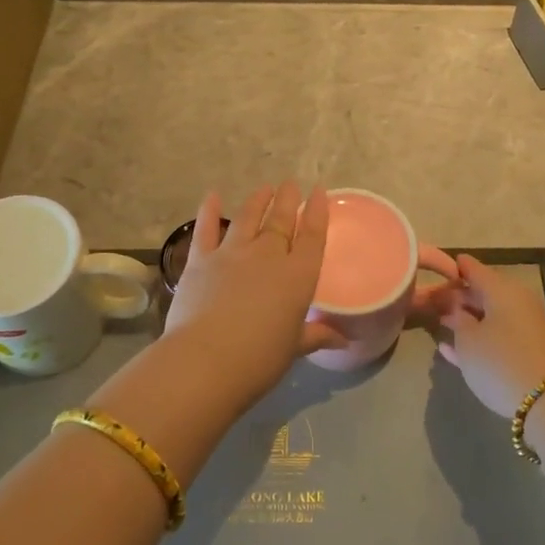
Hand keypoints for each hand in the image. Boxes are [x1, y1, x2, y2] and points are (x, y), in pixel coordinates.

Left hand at [164, 182, 343, 407]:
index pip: (313, 236)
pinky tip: (212, 195)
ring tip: (264, 188)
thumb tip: (344, 341)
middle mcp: (268, 256)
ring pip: (248, 217)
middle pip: (281, 220)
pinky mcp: (201, 259)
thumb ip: (316, 336)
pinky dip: (209, 210)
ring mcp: (232, 253)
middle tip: (291, 184)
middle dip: (288, 200)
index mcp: (298, 276)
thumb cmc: (259, 359)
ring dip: (257, 200)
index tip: (319, 192)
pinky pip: (206, 229)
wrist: (206, 360)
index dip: (318, 212)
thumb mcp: (294, 348)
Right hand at [434, 254, 544, 417]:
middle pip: (483, 292)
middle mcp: (516, 302)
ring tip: (441, 322)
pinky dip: (479, 338)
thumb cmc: (499, 361)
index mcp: (501, 289)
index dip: (453, 268)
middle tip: (433, 302)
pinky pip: (498, 336)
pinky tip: (454, 349)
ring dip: (467, 319)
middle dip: (458, 297)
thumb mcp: (468, 340)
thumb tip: (457, 310)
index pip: (473, 268)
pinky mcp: (528, 350)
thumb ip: (457, 320)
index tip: (435, 271)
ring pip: (490, 316)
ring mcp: (525, 327)